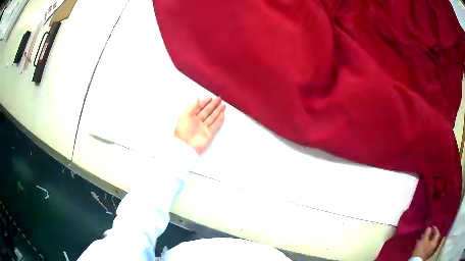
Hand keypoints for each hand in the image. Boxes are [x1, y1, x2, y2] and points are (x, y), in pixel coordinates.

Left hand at [175, 97, 225, 153]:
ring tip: (223, 106)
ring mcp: (204, 128)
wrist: (186, 146)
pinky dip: (219, 120)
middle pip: (207, 111)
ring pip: (212, 117)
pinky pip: (215, 125)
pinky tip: (222, 115)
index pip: (199, 107)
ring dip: (217, 111)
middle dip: (213, 105)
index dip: (204, 102)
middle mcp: (198, 122)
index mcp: (191, 117)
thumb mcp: (185, 116)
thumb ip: (191, 107)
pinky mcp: (209, 134)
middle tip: (219, 99)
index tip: (210, 97)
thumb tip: (197, 98)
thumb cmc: (183, 131)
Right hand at [412, 226, 440, 259]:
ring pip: (430, 243)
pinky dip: (425, 244)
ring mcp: (430, 251)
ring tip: (423, 237)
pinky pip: (427, 247)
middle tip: (427, 232)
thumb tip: (429, 228)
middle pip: (433, 238)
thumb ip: (427, 232)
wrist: (415, 260)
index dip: (435, 229)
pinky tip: (421, 243)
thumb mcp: (424, 239)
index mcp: (435, 242)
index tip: (432, 226)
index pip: (437, 233)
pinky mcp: (426, 254)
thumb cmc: (421, 249)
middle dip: (430, 235)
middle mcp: (434, 246)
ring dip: (427, 239)